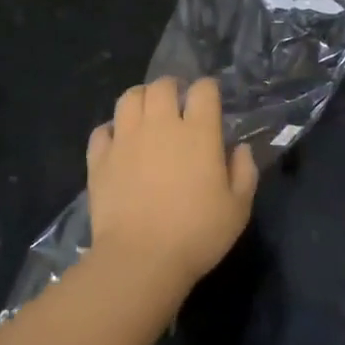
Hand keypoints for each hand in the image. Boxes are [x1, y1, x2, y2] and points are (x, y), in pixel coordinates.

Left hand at [86, 77, 258, 289]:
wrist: (141, 259)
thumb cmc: (197, 234)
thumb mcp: (238, 208)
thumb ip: (244, 171)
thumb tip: (239, 148)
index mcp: (198, 132)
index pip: (203, 89)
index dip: (208, 89)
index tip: (210, 101)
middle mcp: (160, 125)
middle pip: (162, 86)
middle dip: (172, 88)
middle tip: (177, 104)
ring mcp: (126, 139)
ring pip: (129, 98)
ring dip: (141, 99)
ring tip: (146, 114)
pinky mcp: (99, 159)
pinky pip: (102, 130)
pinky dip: (111, 130)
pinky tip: (119, 142)